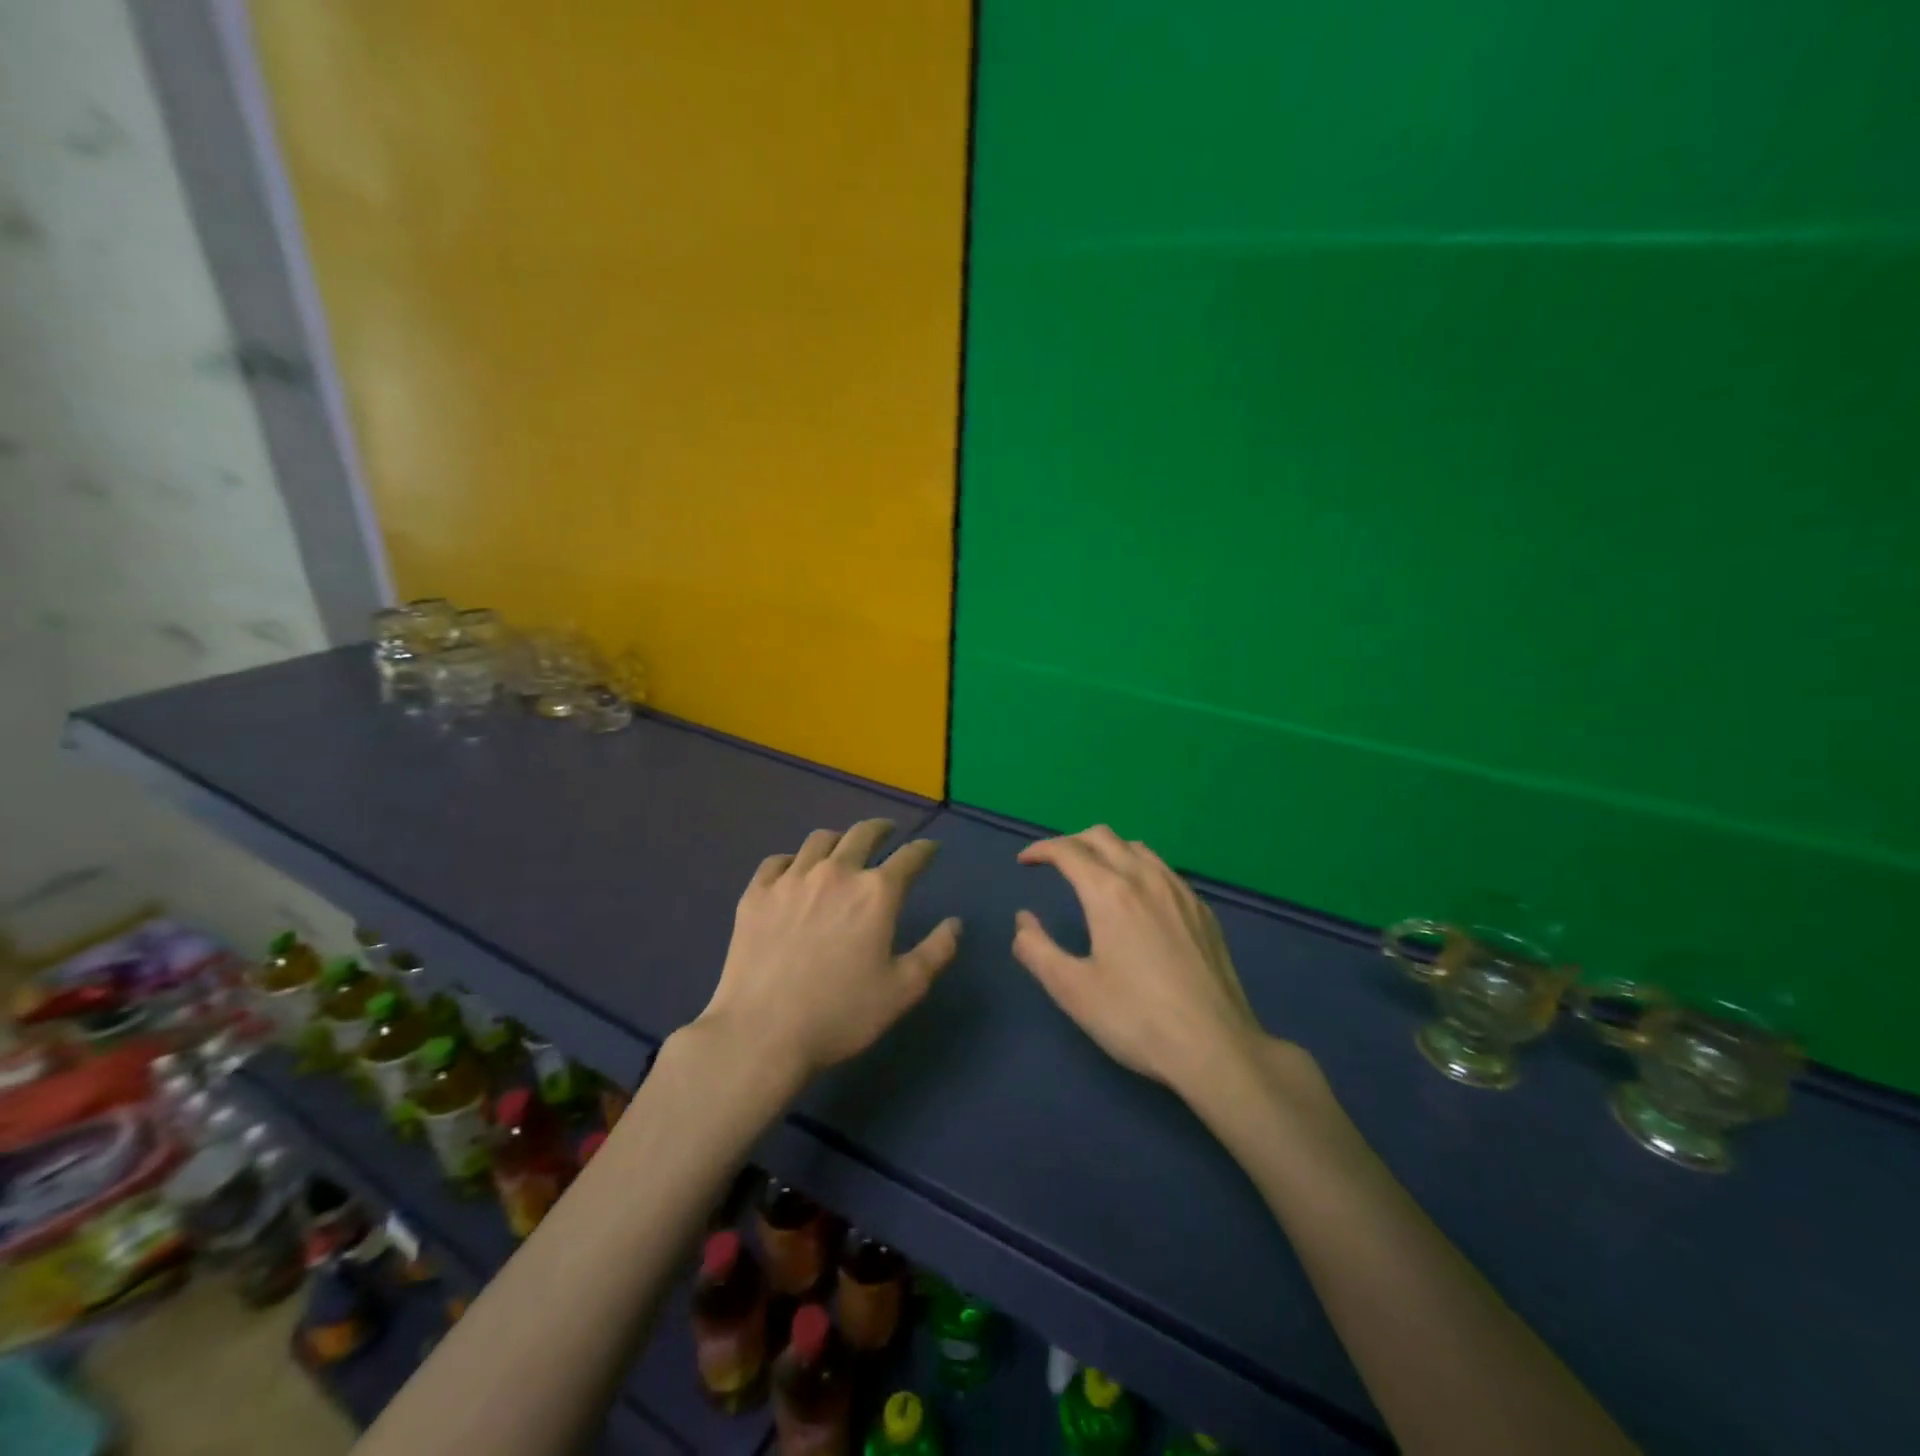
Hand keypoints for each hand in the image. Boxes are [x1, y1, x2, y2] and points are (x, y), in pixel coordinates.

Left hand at [697, 818, 961, 1082]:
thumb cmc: (841, 1015)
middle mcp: (836, 873)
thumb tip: (955, 923)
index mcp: (876, 893)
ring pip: (820, 840)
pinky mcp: (756, 893)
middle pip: (863, 834)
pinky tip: (795, 872)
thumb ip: (936, 952)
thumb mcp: (903, 990)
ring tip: (842, 848)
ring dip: (839, 840)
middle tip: (887, 832)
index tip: (930, 849)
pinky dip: (793, 860)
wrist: (762, 1033)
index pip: (910, 857)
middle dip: (881, 829)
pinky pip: (778, 861)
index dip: (924, 850)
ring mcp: (791, 879)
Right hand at [1013, 825, 1269, 1096]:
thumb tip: (1023, 920)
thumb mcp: (1073, 990)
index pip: (1068, 851)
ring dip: (1106, 849)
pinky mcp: (1202, 910)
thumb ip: (1037, 949)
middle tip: (1054, 863)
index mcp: (1109, 893)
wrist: (1216, 1047)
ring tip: (1093, 874)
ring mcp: (1180, 891)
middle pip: (1103, 836)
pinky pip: (1163, 869)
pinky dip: (1137, 867)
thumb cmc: (1136, 1019)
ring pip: (1137, 847)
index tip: (1024, 862)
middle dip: (1072, 842)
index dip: (1041, 850)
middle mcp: (1145, 878)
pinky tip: (1137, 899)